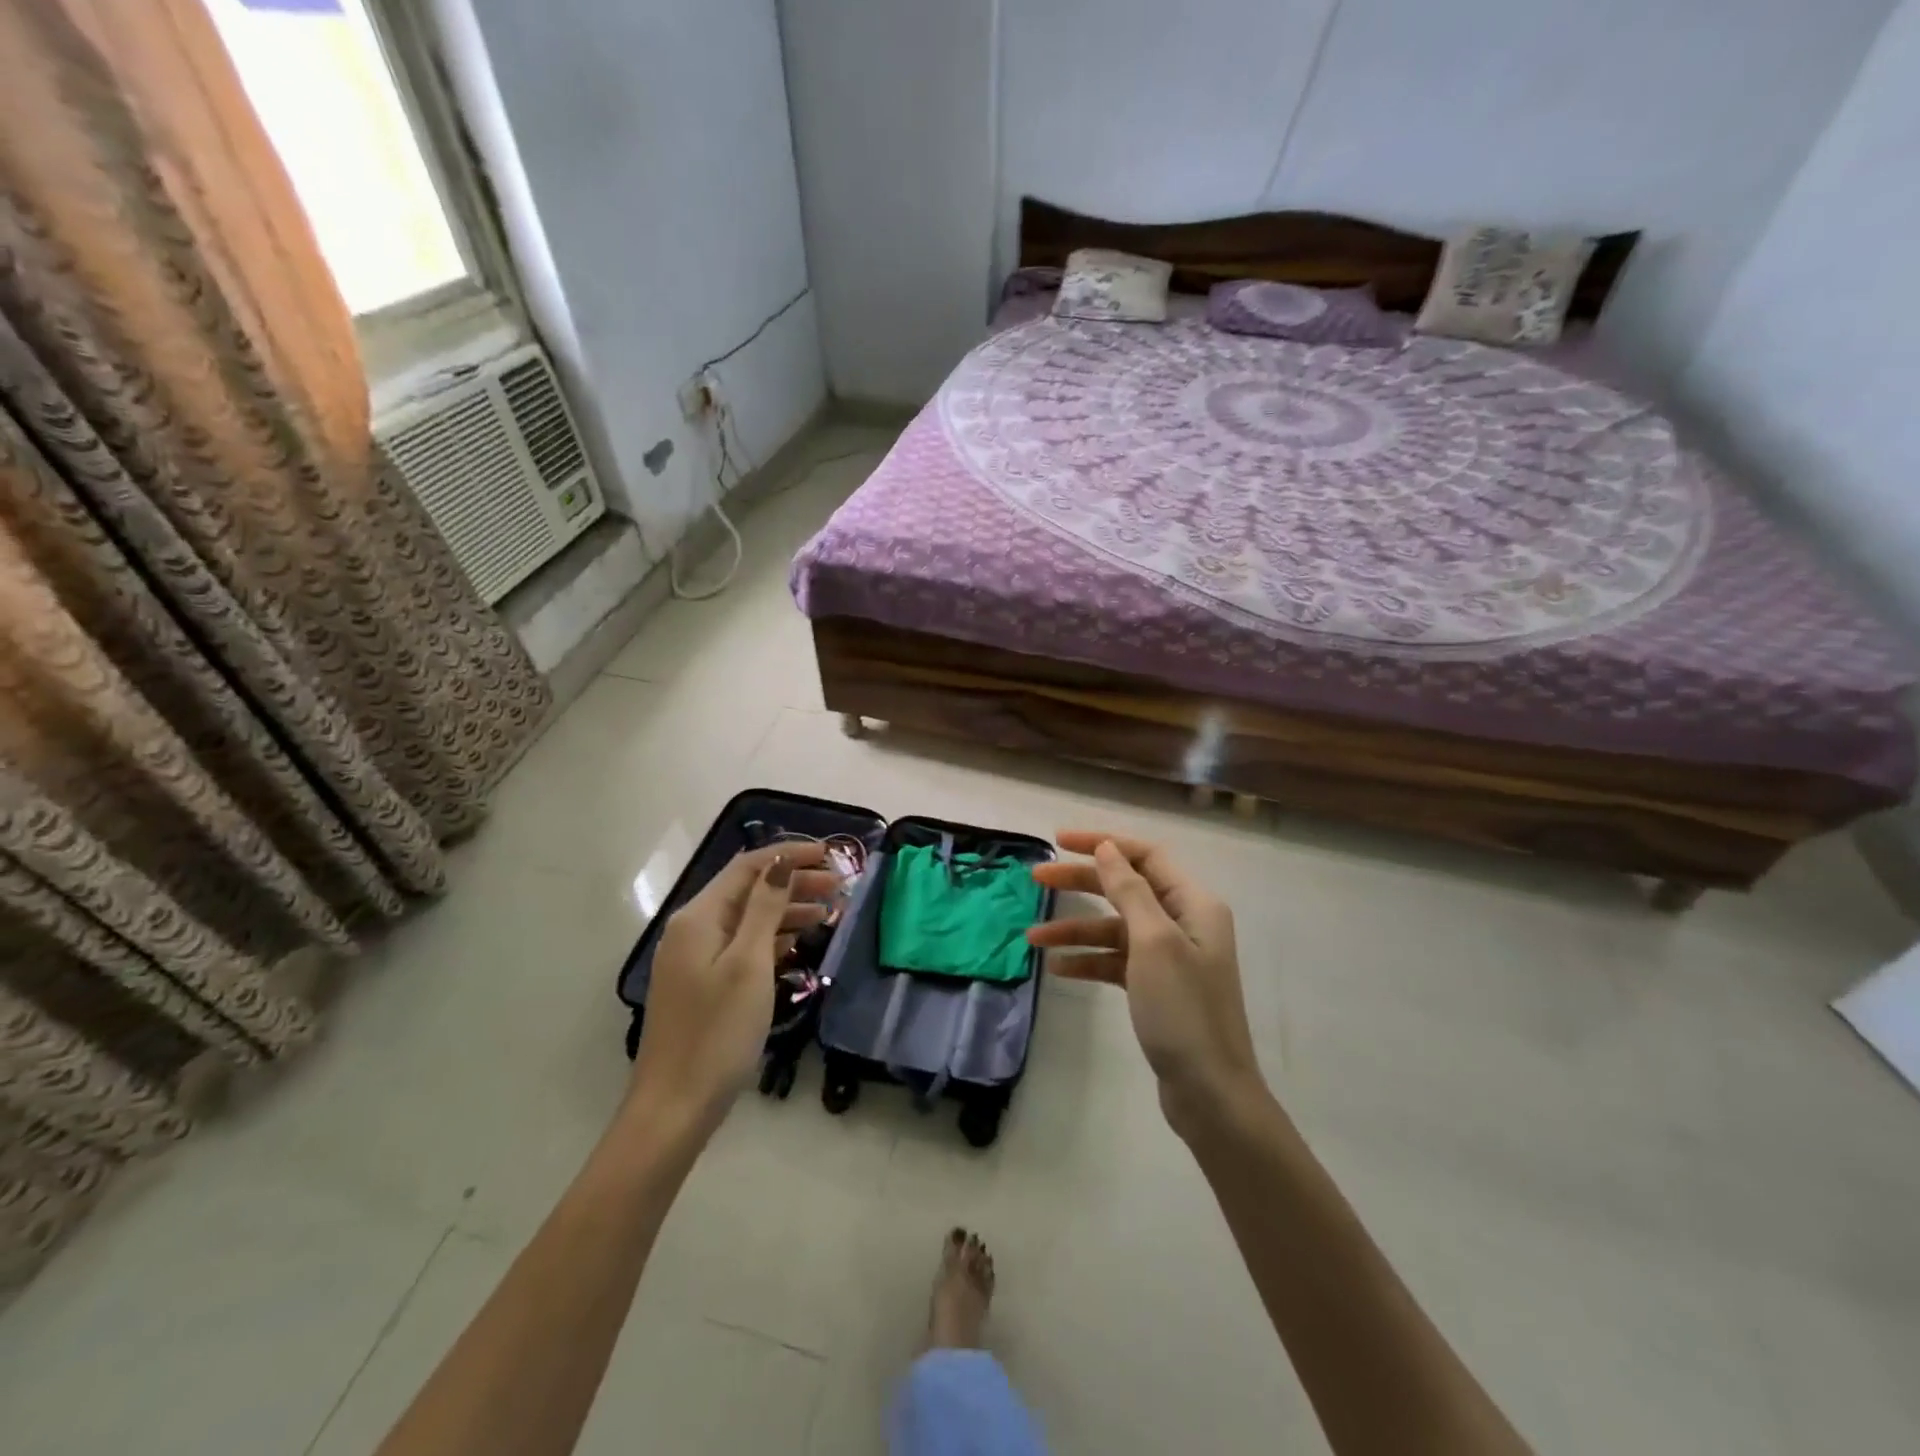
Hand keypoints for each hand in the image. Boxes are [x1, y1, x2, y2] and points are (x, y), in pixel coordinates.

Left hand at [631, 844, 838, 1124]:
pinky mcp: (704, 984)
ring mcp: (696, 959)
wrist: (675, 1107)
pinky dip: (773, 939)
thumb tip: (782, 861)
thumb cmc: (717, 1031)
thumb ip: (766, 908)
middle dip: (793, 882)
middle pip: (749, 891)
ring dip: (787, 910)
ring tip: (830, 912)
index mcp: (699, 917)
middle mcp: (694, 929)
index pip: (748, 867)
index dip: (789, 854)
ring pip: (748, 919)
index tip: (831, 854)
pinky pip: (743, 946)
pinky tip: (799, 943)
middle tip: (839, 886)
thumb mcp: (749, 963)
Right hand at [1029, 831, 1264, 1133]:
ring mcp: (1171, 956)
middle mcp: (1184, 922)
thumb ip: (1129, 890)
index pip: (1145, 855)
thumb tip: (1108, 848)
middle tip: (1036, 879)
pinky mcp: (1158, 987)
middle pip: (1125, 888)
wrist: (1211, 1093)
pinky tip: (1059, 969)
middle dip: (1081, 882)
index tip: (1059, 841)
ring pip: (1115, 927)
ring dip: (1076, 929)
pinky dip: (1089, 960)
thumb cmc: (1184, 1010)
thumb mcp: (1153, 942)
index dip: (1103, 844)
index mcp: (1193, 903)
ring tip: (1033, 938)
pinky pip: (1116, 961)